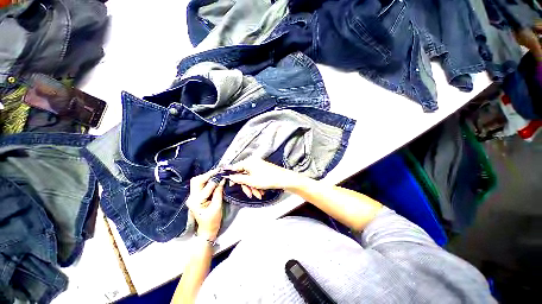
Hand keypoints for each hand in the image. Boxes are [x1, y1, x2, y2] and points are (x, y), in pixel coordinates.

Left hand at [186, 170, 224, 240]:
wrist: (206, 230)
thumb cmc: (213, 220)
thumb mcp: (217, 206)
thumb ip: (219, 192)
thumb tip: (222, 180)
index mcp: (196, 201)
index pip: (207, 186)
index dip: (216, 179)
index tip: (223, 174)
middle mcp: (191, 197)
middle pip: (197, 180)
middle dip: (208, 174)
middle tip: (219, 172)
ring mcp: (192, 197)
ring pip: (197, 181)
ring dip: (207, 176)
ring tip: (217, 174)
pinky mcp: (194, 196)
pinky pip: (199, 185)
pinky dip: (206, 180)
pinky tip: (213, 179)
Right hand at [225, 158, 299, 193]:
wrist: (284, 179)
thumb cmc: (267, 179)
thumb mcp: (251, 181)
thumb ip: (239, 179)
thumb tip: (230, 177)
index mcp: (249, 162)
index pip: (236, 167)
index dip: (233, 176)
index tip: (231, 185)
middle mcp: (253, 162)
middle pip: (244, 175)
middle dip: (247, 186)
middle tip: (249, 194)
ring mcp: (259, 166)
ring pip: (251, 178)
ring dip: (253, 187)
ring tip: (258, 194)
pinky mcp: (264, 170)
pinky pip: (256, 178)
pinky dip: (258, 185)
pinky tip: (262, 191)